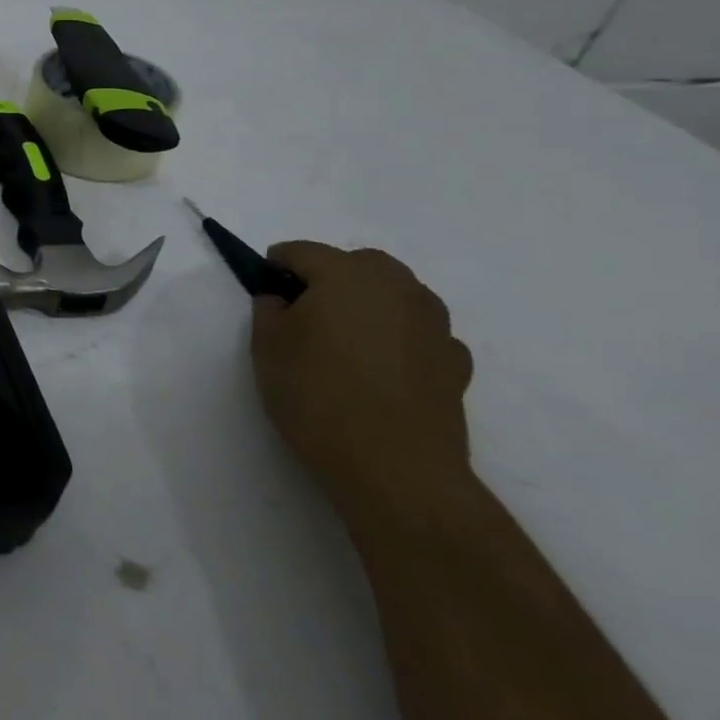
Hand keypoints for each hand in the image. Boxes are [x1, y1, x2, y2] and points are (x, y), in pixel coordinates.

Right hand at [250, 242, 473, 527]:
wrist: (395, 468)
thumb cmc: (317, 395)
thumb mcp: (266, 346)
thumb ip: (269, 309)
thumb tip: (282, 298)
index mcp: (346, 275)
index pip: (301, 251)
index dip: (275, 266)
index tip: (263, 292)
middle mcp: (397, 288)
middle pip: (359, 263)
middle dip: (329, 275)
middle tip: (304, 312)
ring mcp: (434, 325)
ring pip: (397, 293)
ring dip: (369, 302)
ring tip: (345, 340)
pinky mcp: (456, 362)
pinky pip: (420, 331)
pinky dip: (399, 335)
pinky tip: (380, 367)